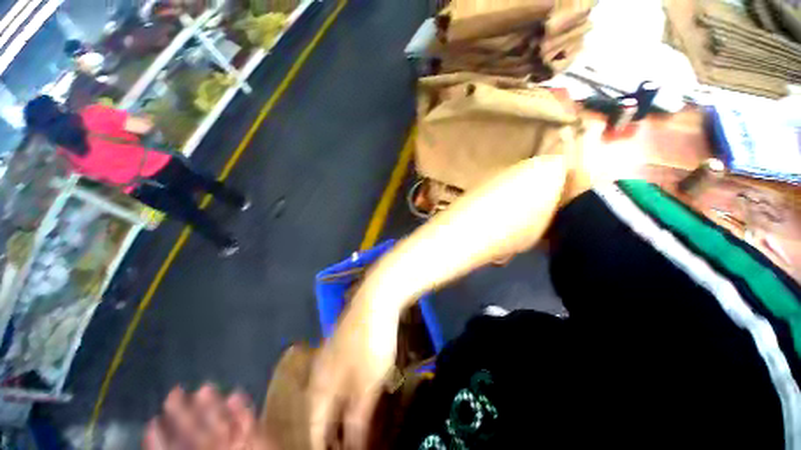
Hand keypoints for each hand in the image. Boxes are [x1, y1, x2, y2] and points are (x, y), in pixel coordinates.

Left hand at [144, 385, 275, 449]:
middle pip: (195, 433)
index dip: (161, 440)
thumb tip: (155, 437)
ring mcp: (235, 443)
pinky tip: (236, 395)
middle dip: (185, 414)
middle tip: (174, 393)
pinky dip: (242, 408)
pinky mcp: (256, 435)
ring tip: (205, 389)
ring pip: (221, 422)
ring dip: (214, 406)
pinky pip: (248, 420)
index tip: (152, 423)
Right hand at [308, 297, 399, 449]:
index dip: (319, 446)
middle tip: (341, 445)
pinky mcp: (344, 343)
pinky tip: (355, 395)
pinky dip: (344, 393)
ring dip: (337, 412)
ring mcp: (331, 353)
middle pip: (318, 410)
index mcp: (320, 383)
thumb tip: (352, 444)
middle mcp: (320, 369)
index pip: (313, 426)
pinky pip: (338, 377)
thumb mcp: (368, 383)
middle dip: (327, 431)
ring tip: (348, 427)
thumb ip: (358, 415)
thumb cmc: (370, 343)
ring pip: (329, 392)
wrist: (376, 300)